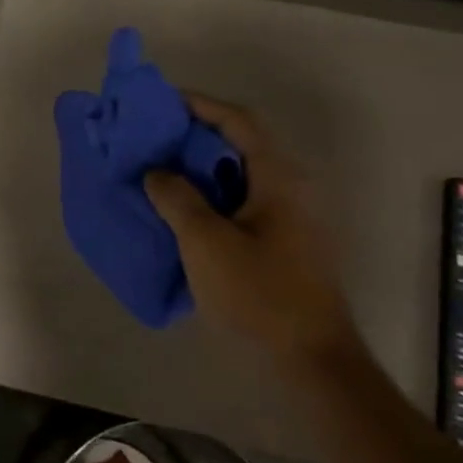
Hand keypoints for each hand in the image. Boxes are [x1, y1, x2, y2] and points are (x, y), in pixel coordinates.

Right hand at [145, 94, 357, 367]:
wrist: (310, 360)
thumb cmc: (259, 294)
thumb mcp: (206, 242)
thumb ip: (176, 198)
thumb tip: (156, 171)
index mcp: (278, 177)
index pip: (238, 121)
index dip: (200, 105)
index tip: (162, 102)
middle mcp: (290, 187)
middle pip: (240, 145)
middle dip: (194, 137)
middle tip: (152, 139)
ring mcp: (290, 217)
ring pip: (239, 176)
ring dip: (200, 169)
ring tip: (159, 172)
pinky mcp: (283, 243)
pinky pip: (241, 203)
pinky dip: (210, 197)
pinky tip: (181, 212)